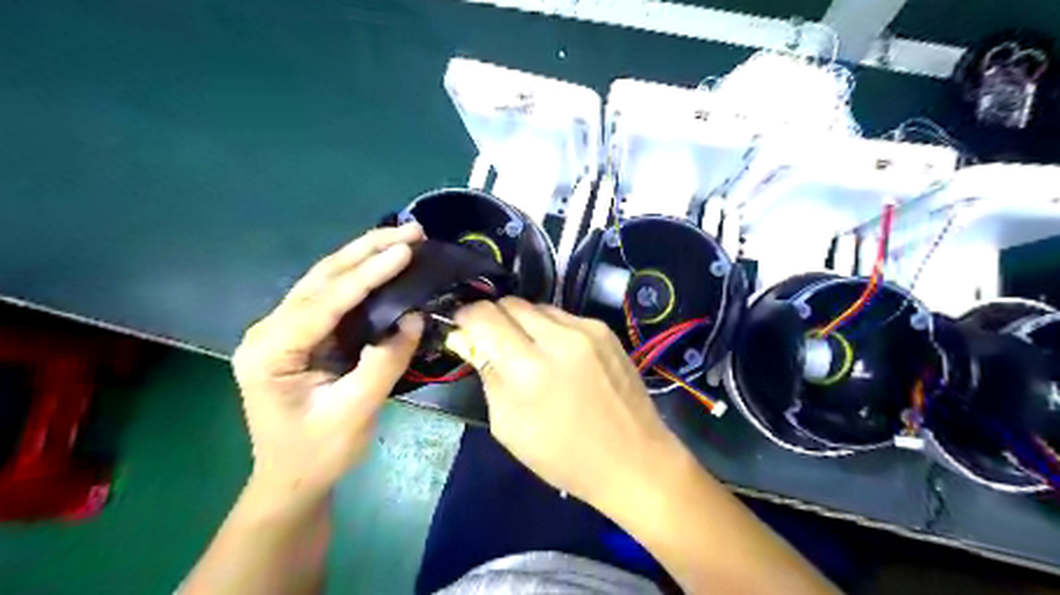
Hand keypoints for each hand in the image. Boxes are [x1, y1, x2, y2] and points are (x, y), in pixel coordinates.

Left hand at [232, 222, 424, 501]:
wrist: (292, 480)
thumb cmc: (317, 454)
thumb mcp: (353, 413)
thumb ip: (383, 363)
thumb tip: (412, 318)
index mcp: (270, 351)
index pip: (325, 301)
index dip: (368, 273)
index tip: (406, 249)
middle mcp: (270, 330)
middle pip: (322, 277)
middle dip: (367, 250)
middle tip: (411, 231)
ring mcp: (284, 330)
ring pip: (326, 280)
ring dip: (365, 256)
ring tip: (403, 238)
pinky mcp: (302, 334)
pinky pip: (334, 296)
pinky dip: (362, 276)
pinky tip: (384, 263)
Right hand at [445, 298, 679, 510]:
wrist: (633, 459)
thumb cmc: (564, 456)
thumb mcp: (508, 427)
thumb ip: (489, 377)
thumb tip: (476, 345)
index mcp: (528, 369)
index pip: (485, 316)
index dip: (467, 317)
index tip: (463, 327)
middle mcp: (558, 338)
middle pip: (511, 303)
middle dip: (495, 317)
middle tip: (495, 340)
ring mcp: (587, 330)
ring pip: (539, 306)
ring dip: (525, 323)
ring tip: (530, 350)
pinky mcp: (606, 330)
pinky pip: (565, 317)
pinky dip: (552, 330)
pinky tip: (560, 355)